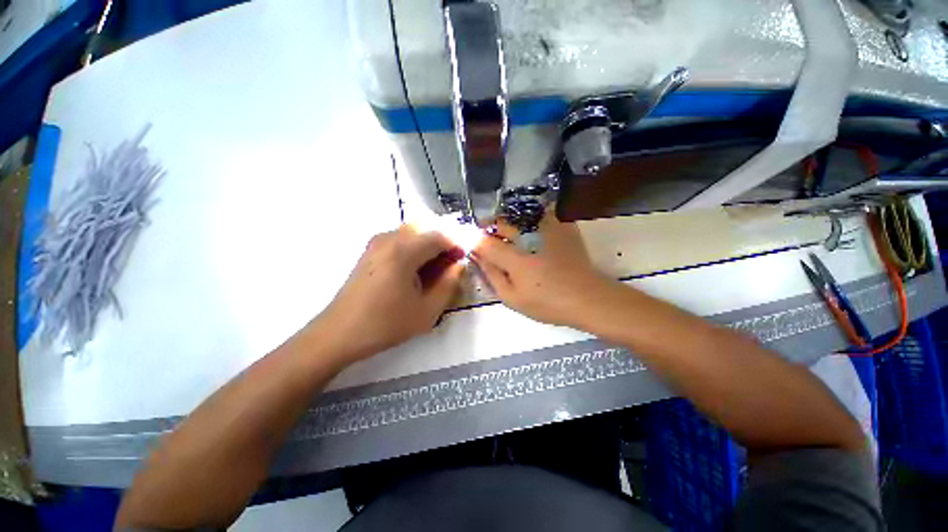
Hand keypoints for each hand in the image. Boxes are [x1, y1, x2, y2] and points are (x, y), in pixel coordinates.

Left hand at [318, 226, 464, 360]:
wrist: (339, 333)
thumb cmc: (385, 324)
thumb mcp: (427, 311)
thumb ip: (449, 284)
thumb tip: (458, 265)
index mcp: (403, 251)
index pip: (439, 236)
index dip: (456, 245)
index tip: (463, 260)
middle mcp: (388, 239)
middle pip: (425, 230)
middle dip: (442, 245)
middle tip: (448, 267)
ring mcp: (376, 243)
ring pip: (413, 234)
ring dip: (428, 248)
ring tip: (433, 272)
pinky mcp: (370, 251)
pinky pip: (400, 240)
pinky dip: (414, 250)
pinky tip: (414, 273)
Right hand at [471, 212, 612, 326]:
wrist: (587, 297)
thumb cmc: (547, 303)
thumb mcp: (512, 297)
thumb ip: (491, 274)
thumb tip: (478, 256)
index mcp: (514, 257)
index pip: (483, 240)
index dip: (474, 241)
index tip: (473, 247)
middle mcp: (528, 236)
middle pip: (499, 222)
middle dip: (489, 230)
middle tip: (492, 244)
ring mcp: (547, 227)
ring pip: (517, 216)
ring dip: (508, 224)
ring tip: (511, 239)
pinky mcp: (561, 225)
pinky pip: (537, 215)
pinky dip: (528, 222)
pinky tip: (531, 235)